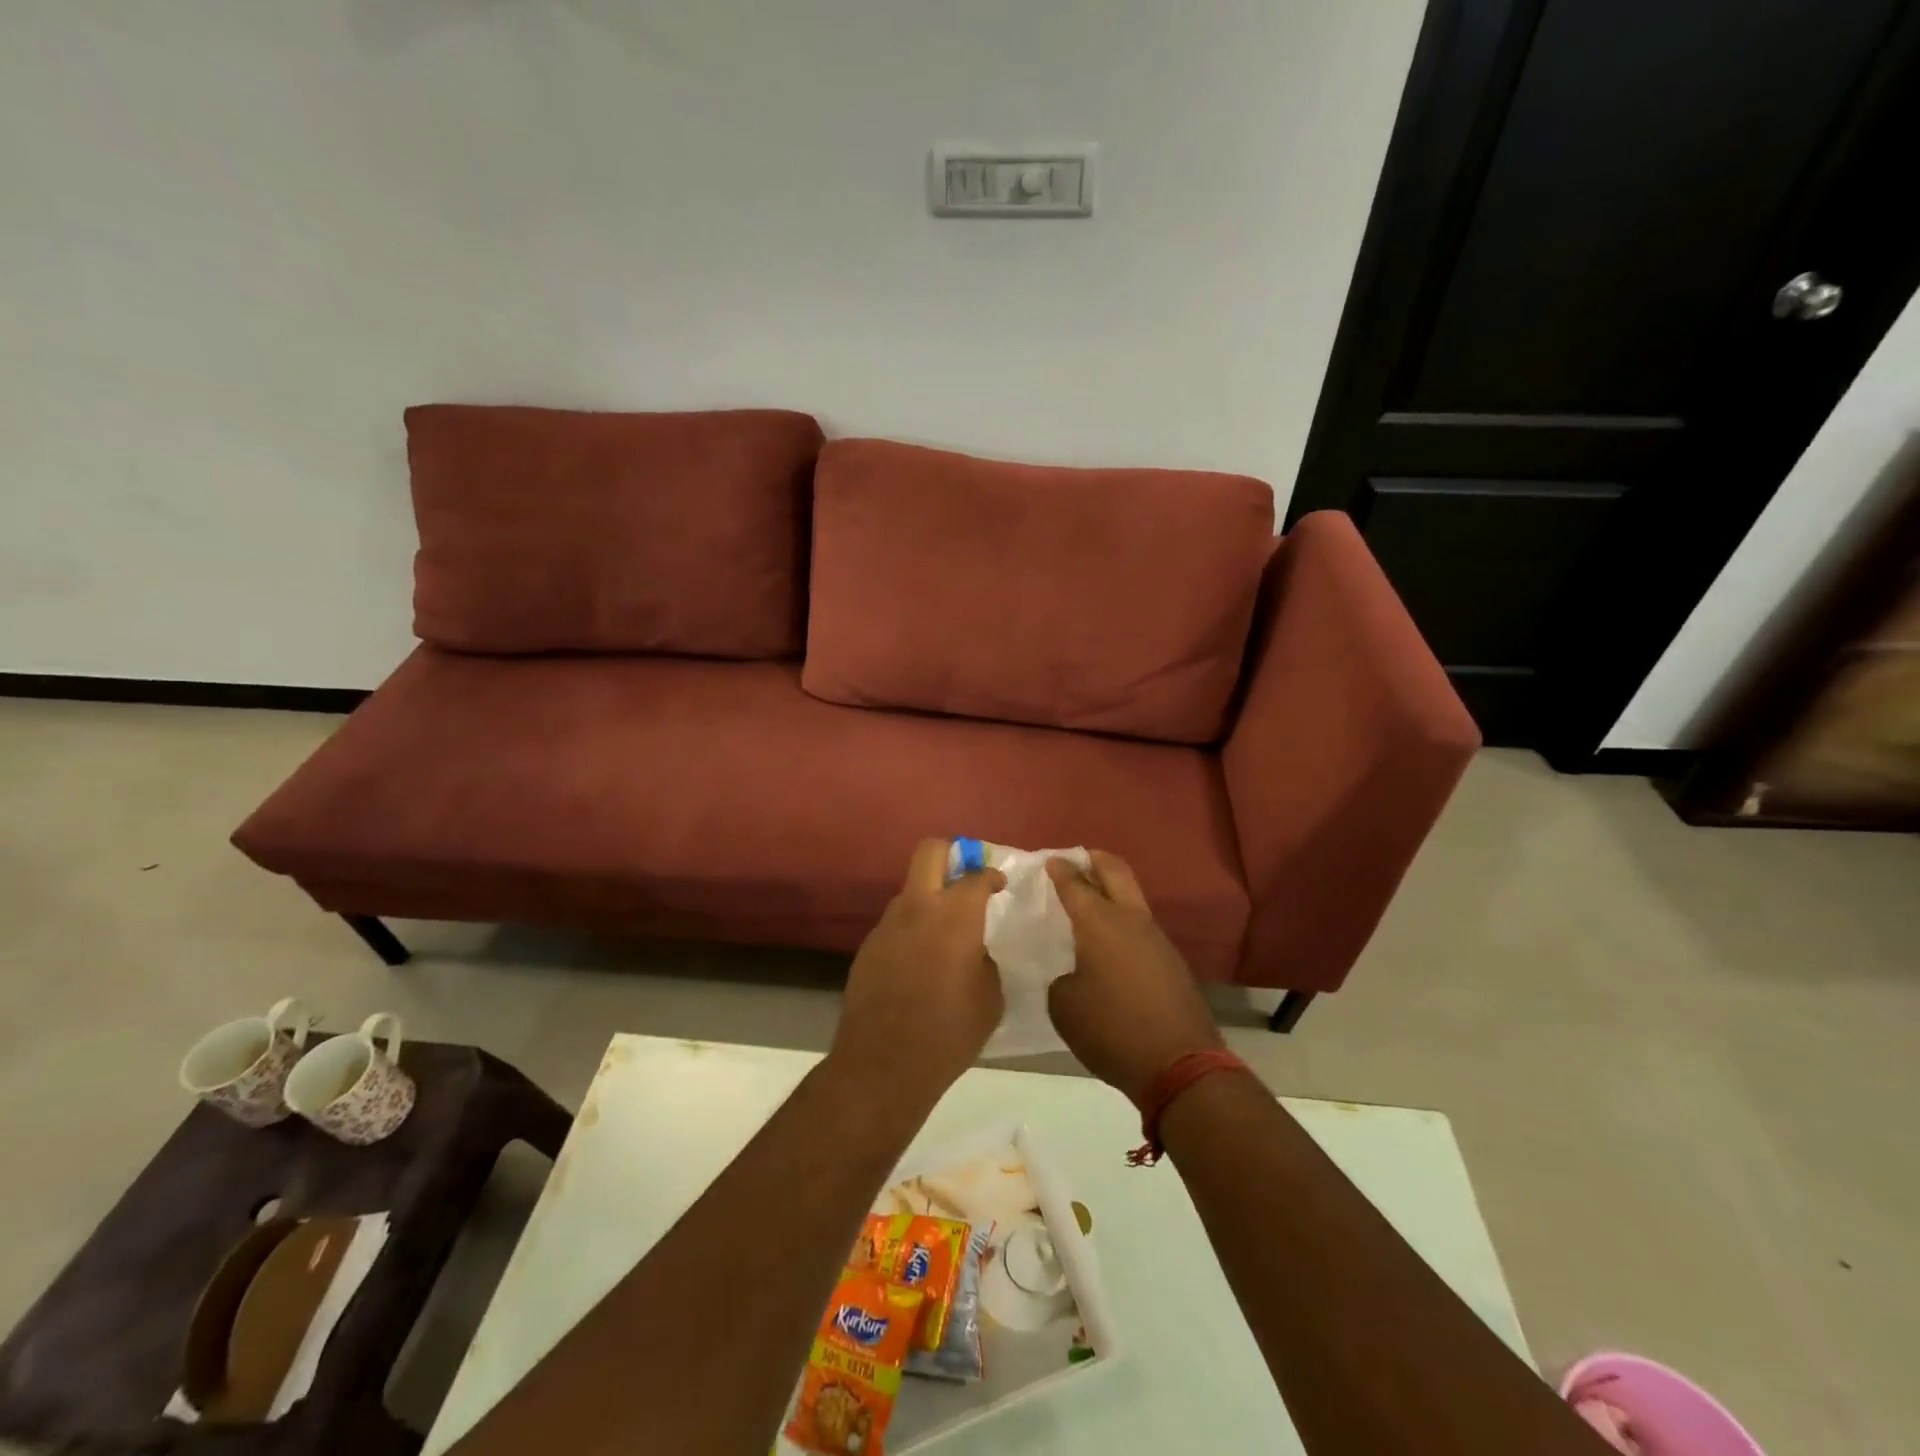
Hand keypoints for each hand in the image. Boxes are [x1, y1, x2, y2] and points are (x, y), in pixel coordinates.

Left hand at [832, 839, 1006, 1105]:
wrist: (884, 1063)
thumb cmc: (949, 1032)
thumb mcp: (990, 998)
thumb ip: (985, 961)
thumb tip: (974, 951)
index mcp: (955, 915)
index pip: (976, 876)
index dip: (992, 876)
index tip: (999, 885)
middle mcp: (917, 907)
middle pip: (930, 852)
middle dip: (952, 852)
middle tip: (967, 875)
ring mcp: (887, 924)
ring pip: (910, 890)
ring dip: (929, 898)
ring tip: (944, 932)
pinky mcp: (868, 946)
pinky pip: (895, 924)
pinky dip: (912, 929)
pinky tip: (920, 963)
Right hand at [1046, 852, 1223, 1106]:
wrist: (1179, 1064)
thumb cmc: (1111, 1029)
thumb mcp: (1064, 1006)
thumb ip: (1062, 979)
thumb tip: (1075, 974)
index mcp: (1099, 923)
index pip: (1075, 884)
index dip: (1060, 869)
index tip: (1050, 860)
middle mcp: (1130, 920)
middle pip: (1115, 872)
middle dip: (1095, 860)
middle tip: (1077, 859)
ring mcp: (1157, 939)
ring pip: (1132, 899)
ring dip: (1112, 892)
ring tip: (1090, 904)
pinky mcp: (1171, 962)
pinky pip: (1141, 928)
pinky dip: (1123, 923)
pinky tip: (1110, 944)